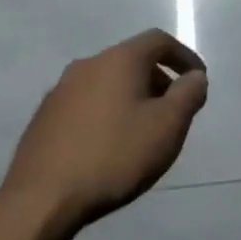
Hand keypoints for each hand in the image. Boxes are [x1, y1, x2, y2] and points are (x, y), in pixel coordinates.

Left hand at [1, 29, 208, 235]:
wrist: (41, 199)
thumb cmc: (115, 155)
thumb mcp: (168, 126)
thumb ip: (188, 94)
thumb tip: (195, 76)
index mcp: (118, 60)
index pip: (159, 40)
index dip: (184, 56)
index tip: (199, 81)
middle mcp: (87, 66)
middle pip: (132, 60)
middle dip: (159, 80)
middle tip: (175, 111)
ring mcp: (60, 91)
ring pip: (108, 83)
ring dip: (132, 97)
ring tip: (144, 131)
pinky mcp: (45, 117)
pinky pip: (87, 103)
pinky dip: (108, 113)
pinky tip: (111, 145)